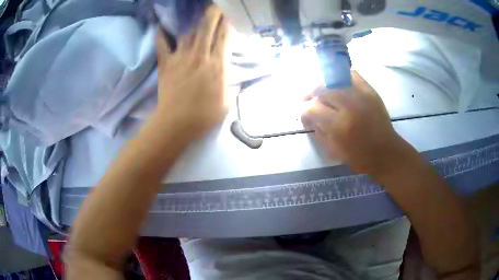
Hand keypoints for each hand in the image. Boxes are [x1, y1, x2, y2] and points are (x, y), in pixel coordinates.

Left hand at [156, 6, 230, 139]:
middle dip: (212, 15)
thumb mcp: (227, 102)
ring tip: (195, 14)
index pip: (224, 38)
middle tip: (215, 7)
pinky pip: (163, 44)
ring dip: (193, 22)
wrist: (176, 124)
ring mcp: (181, 58)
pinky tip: (161, 25)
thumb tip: (235, 76)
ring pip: (188, 33)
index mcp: (217, 66)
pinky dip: (161, 34)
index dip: (227, 24)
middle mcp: (200, 56)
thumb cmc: (203, 116)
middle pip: (207, 29)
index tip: (229, 15)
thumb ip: (232, 85)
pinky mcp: (166, 63)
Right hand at [302, 71, 409, 175]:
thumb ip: (317, 131)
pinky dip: (340, 76)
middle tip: (308, 100)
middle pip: (320, 89)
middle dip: (309, 93)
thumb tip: (308, 115)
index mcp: (339, 126)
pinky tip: (337, 84)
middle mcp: (349, 106)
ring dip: (322, 84)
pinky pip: (351, 73)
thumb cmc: (359, 157)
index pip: (312, 108)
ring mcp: (361, 95)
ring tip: (321, 90)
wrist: (386, 152)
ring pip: (333, 78)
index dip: (303, 111)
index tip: (305, 115)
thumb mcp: (333, 151)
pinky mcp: (370, 90)